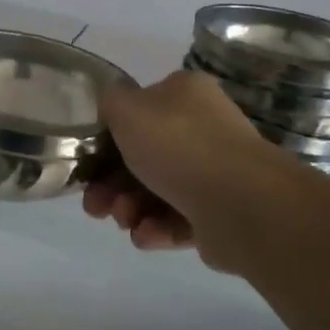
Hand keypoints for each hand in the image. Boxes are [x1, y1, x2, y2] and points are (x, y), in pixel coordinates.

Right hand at [83, 71, 293, 267]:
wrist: (240, 203)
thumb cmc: (178, 146)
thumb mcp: (127, 109)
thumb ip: (110, 102)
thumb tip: (114, 108)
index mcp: (185, 95)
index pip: (139, 112)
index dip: (108, 139)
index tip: (89, 164)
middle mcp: (203, 128)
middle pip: (143, 157)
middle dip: (112, 183)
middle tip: (95, 205)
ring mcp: (215, 172)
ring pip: (156, 191)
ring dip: (129, 208)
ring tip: (124, 220)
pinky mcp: (219, 213)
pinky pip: (177, 219)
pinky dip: (156, 228)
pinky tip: (145, 235)